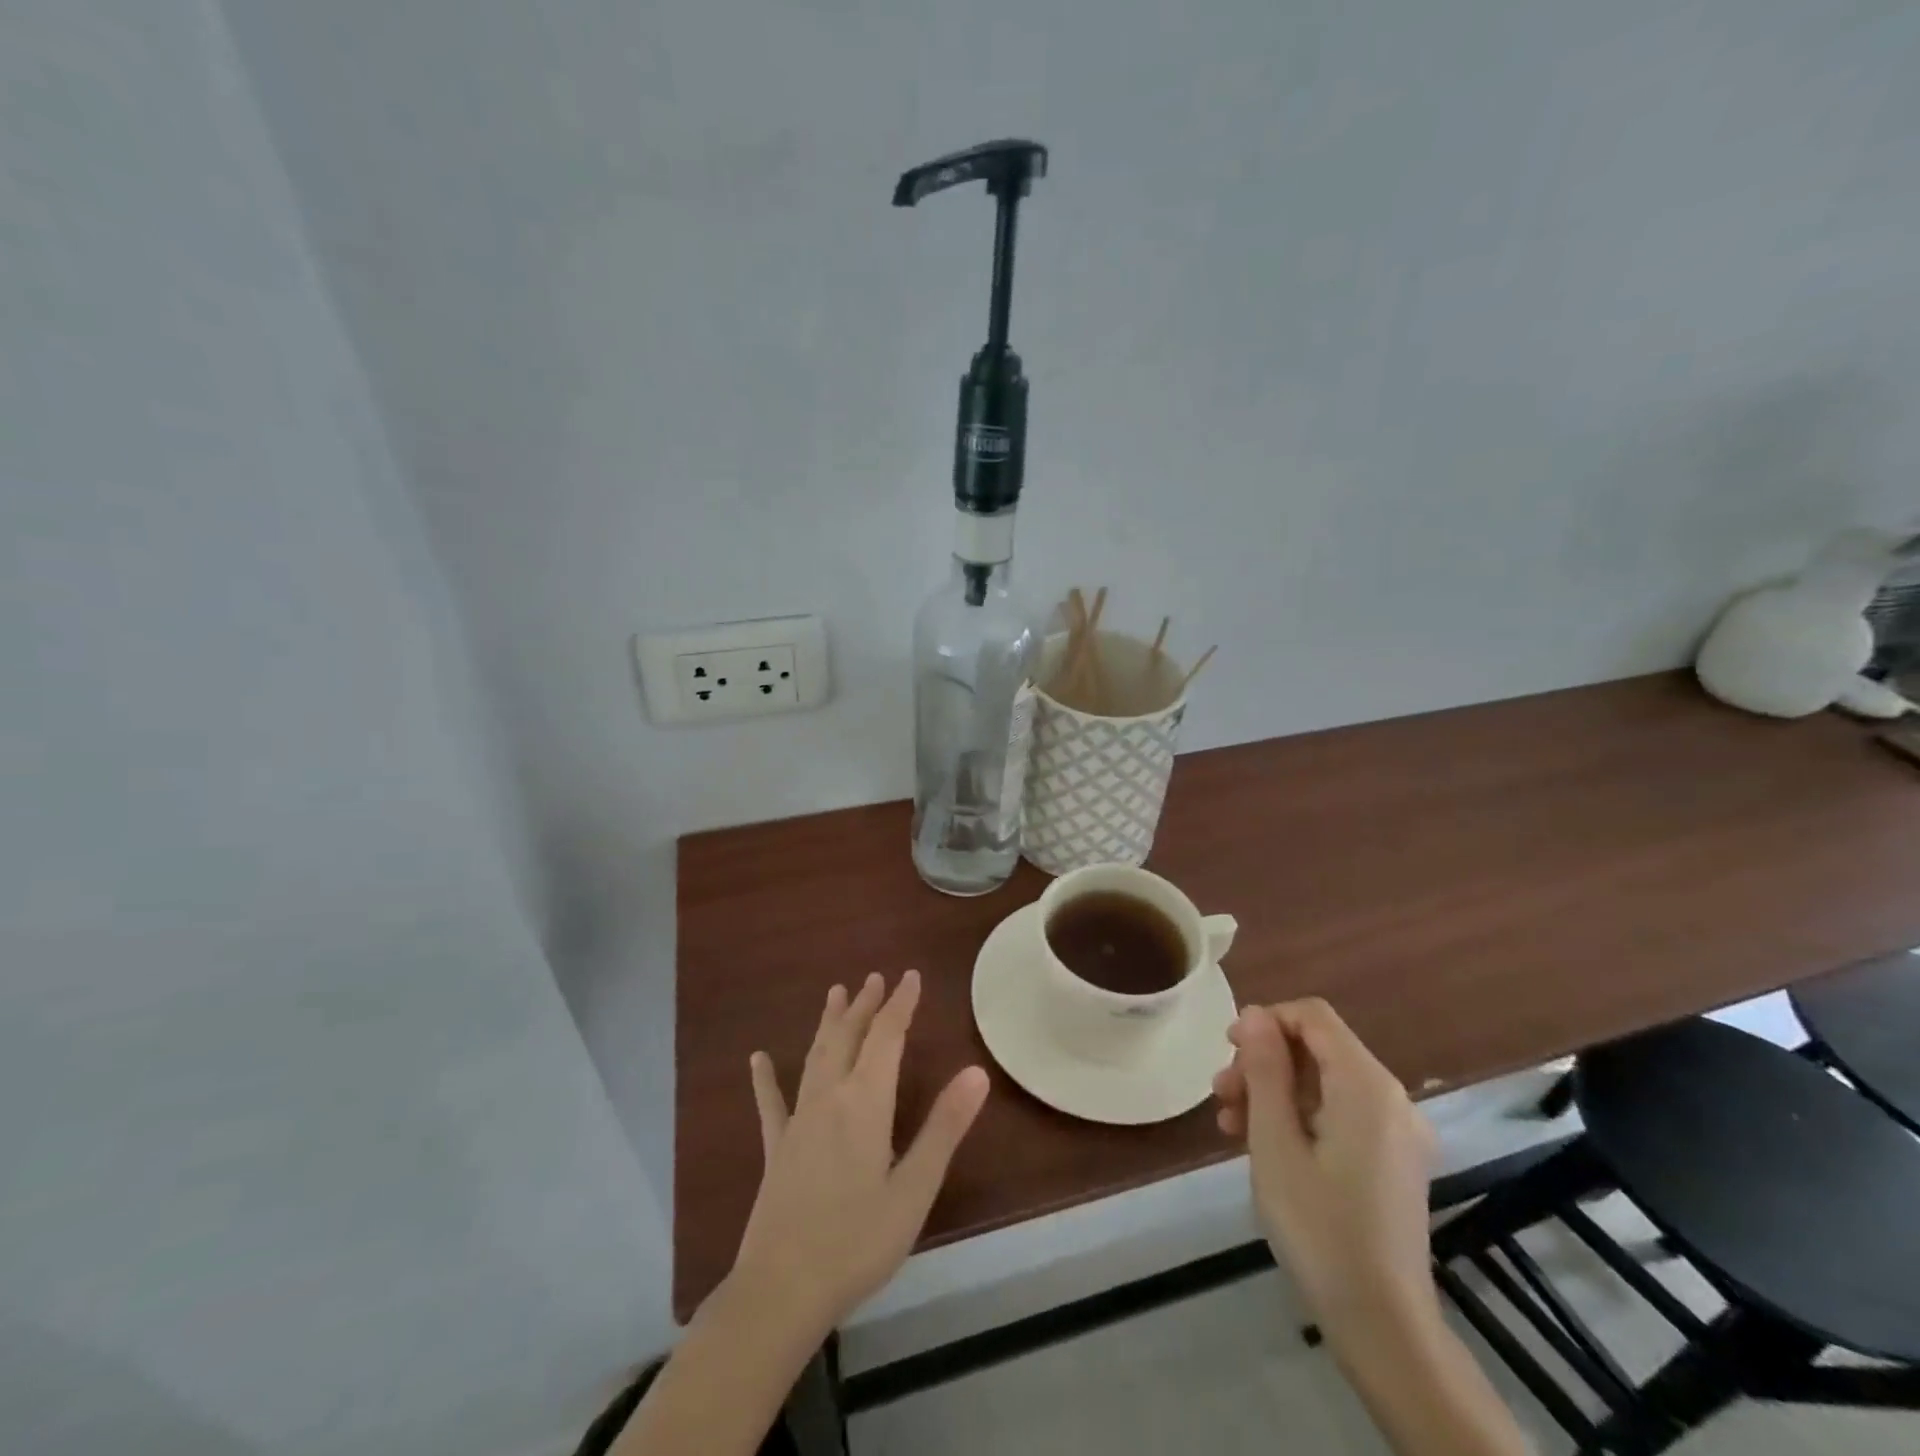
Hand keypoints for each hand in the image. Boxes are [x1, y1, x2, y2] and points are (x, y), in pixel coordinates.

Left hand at [729, 971, 990, 1336]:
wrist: (782, 1290)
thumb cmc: (857, 1241)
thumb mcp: (914, 1188)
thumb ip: (944, 1127)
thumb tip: (977, 1072)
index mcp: (866, 1103)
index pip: (887, 1037)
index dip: (900, 1004)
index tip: (910, 976)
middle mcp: (830, 1098)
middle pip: (849, 1037)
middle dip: (865, 1005)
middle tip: (874, 976)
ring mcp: (798, 1121)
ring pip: (816, 1056)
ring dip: (829, 1023)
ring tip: (835, 993)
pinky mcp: (777, 1149)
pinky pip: (771, 1104)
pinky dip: (765, 1079)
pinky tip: (757, 1060)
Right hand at [1213, 999, 1438, 1335]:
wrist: (1383, 1326)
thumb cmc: (1319, 1226)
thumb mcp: (1275, 1141)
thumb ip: (1265, 1069)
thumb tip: (1254, 1014)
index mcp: (1367, 1085)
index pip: (1313, 1016)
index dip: (1265, 1021)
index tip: (1227, 1051)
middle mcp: (1390, 1098)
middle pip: (1316, 1048)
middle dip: (1263, 1061)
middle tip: (1221, 1094)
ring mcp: (1396, 1132)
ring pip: (1323, 1082)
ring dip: (1273, 1091)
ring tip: (1229, 1123)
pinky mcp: (1391, 1160)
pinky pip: (1338, 1113)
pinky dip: (1298, 1116)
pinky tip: (1261, 1143)